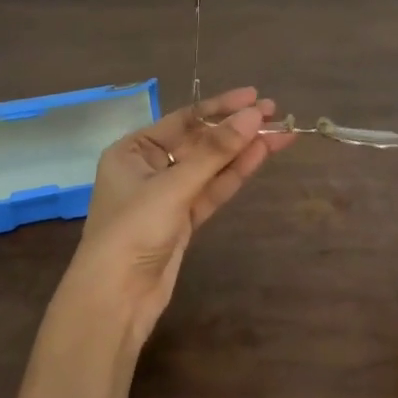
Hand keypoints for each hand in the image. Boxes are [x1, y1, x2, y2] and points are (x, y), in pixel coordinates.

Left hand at [64, 87, 295, 352]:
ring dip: (243, 150)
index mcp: (132, 150)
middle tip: (276, 113)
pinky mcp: (183, 220)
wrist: (115, 300)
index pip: (184, 119)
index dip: (220, 107)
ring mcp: (168, 195)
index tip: (255, 97)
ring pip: (211, 166)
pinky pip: (212, 189)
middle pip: (200, 141)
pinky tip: (261, 156)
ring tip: (281, 134)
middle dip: (236, 129)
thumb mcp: (173, 187)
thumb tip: (255, 115)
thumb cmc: (132, 231)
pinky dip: (235, 174)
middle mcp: (149, 167)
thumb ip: (216, 151)